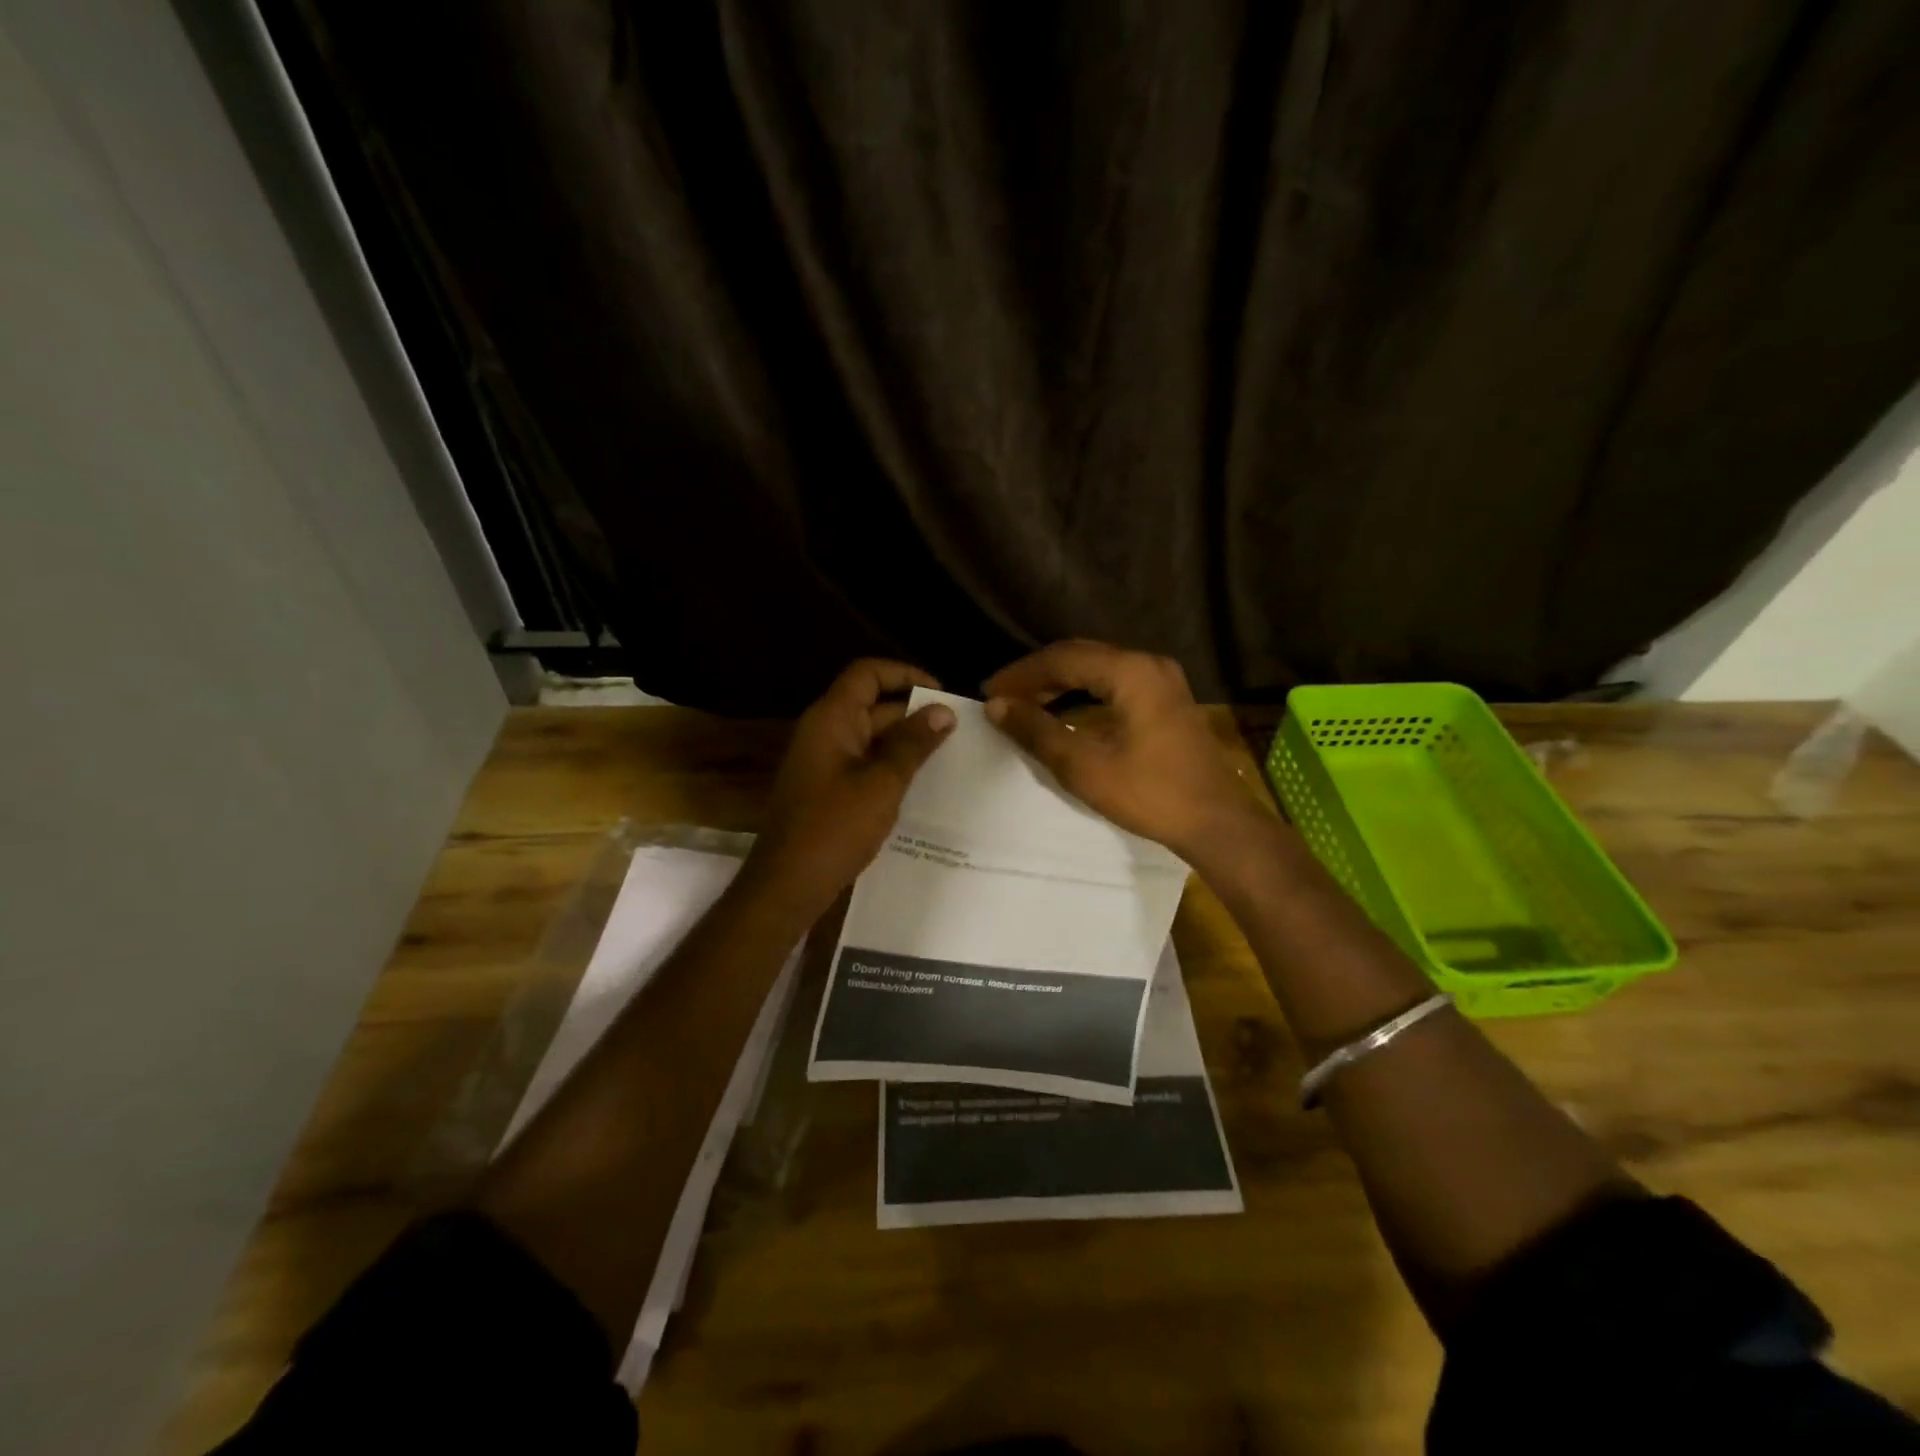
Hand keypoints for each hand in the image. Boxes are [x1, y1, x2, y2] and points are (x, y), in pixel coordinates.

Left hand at [748, 659, 956, 913]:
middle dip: (913, 713)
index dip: (905, 674)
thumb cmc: (834, 828)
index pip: (867, 673)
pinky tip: (922, 784)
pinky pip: (864, 764)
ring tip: (949, 755)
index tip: (942, 693)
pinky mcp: (827, 789)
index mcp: (831, 719)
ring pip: (871, 737)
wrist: (787, 885)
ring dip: (906, 742)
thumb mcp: (882, 783)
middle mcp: (825, 732)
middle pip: (871, 704)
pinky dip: (891, 766)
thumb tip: (944, 712)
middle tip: (958, 730)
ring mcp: (824, 762)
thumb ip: (913, 744)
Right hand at [984, 641, 1266, 862]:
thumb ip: (1037, 731)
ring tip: (1025, 703)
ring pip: (1098, 669)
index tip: (988, 691)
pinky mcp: (1167, 700)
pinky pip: (1115, 683)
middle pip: (1081, 656)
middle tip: (1002, 696)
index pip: (1062, 658)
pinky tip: (1064, 711)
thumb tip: (996, 706)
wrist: (1217, 822)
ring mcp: (1162, 680)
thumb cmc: (1150, 794)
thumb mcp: (1085, 766)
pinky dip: (1084, 693)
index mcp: (1130, 672)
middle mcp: (1147, 664)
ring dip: (1060, 683)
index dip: (1021, 674)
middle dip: (1037, 675)